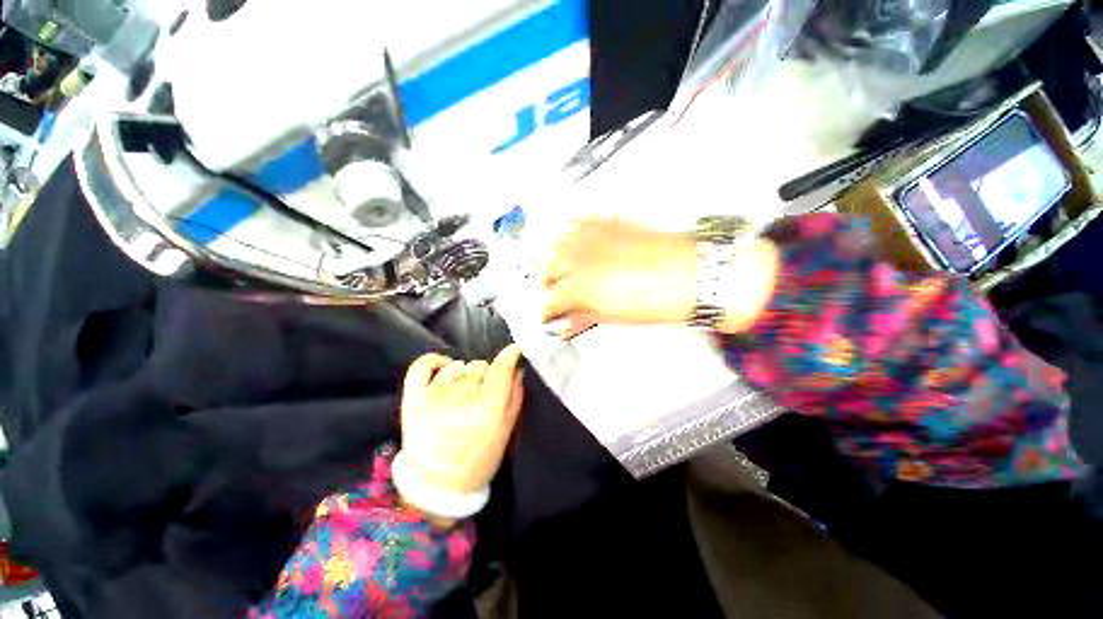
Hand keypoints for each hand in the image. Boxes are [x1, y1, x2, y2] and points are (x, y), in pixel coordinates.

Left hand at [399, 345, 524, 501]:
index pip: (502, 367)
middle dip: (485, 376)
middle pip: (480, 366)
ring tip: (462, 391)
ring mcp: (435, 395)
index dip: (510, 355)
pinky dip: (434, 360)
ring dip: (464, 374)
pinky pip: (423, 365)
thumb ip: (515, 397)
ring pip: (457, 366)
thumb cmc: (479, 459)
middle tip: (482, 392)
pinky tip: (444, 365)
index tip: (513, 352)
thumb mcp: (506, 431)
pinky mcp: (414, 398)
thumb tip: (517, 369)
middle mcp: (463, 396)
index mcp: (489, 407)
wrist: (437, 485)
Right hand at [542, 219, 697, 332]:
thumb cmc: (659, 301)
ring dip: (555, 258)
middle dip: (546, 282)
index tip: (548, 316)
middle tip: (552, 292)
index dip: (547, 311)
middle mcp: (583, 256)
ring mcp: (596, 236)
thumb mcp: (615, 316)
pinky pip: (581, 223)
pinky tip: (576, 243)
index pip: (551, 300)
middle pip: (549, 266)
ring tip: (561, 269)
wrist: (693, 274)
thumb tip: (568, 322)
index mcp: (582, 285)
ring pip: (559, 242)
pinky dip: (573, 234)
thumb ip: (584, 316)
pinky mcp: (611, 223)